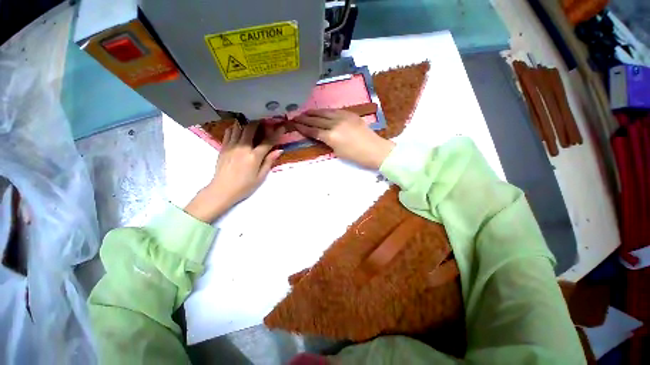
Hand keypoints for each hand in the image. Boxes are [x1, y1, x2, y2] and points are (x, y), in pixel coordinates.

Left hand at [184, 122, 284, 221]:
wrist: (222, 190)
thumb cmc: (244, 186)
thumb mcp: (261, 177)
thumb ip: (269, 162)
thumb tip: (279, 150)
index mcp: (254, 157)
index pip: (267, 141)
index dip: (276, 133)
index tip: (282, 126)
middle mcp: (242, 148)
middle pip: (251, 128)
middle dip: (259, 122)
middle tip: (264, 121)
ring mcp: (231, 146)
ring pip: (238, 127)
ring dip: (246, 123)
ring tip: (252, 123)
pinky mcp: (223, 147)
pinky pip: (228, 132)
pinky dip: (235, 128)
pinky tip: (239, 130)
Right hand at [293, 109, 394, 168]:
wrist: (375, 150)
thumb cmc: (356, 156)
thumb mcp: (337, 152)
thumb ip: (327, 142)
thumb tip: (321, 135)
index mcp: (331, 137)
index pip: (313, 130)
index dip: (303, 128)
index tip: (294, 124)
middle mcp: (335, 124)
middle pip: (316, 120)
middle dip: (305, 118)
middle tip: (295, 116)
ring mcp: (343, 117)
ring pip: (325, 112)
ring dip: (314, 112)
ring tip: (305, 112)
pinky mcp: (350, 114)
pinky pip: (335, 111)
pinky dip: (326, 111)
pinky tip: (321, 111)